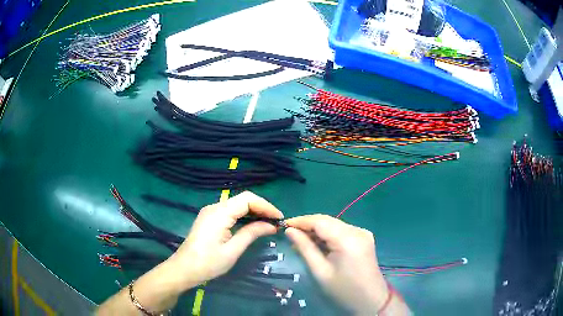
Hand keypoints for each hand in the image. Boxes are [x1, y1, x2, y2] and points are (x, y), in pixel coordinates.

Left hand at [168, 191, 283, 288]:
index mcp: (219, 213)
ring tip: (268, 224)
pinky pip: (230, 211)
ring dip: (254, 212)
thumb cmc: (208, 263)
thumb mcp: (232, 251)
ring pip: (237, 205)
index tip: (280, 219)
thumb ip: (251, 234)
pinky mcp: (209, 218)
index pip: (248, 199)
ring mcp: (210, 212)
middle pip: (243, 199)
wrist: (183, 269)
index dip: (266, 206)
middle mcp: (214, 207)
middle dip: (262, 208)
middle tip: (276, 222)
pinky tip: (252, 225)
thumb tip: (272, 225)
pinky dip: (244, 216)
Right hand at [285, 214, 390, 314]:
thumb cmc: (343, 290)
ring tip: (300, 241)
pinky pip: (342, 231)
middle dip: (308, 225)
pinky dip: (328, 235)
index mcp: (348, 239)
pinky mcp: (364, 238)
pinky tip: (318, 244)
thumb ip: (305, 248)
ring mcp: (363, 233)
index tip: (283, 224)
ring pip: (334, 225)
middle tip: (290, 234)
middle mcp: (357, 230)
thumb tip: (289, 231)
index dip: (301, 221)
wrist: (371, 300)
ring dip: (317, 231)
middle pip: (328, 221)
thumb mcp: (320, 271)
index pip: (320, 221)